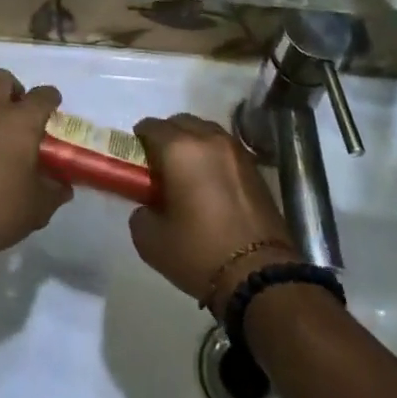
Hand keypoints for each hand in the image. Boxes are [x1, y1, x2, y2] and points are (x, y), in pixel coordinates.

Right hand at [129, 116, 294, 317]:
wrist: (260, 275)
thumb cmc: (199, 253)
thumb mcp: (151, 241)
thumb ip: (140, 213)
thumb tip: (148, 206)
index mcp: (179, 149)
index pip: (151, 126)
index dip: (139, 139)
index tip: (136, 159)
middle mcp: (208, 139)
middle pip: (180, 122)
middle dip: (167, 137)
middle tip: (160, 166)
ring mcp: (236, 150)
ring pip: (206, 131)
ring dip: (193, 143)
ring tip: (188, 173)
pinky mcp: (255, 167)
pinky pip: (225, 148)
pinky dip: (213, 156)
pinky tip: (211, 183)